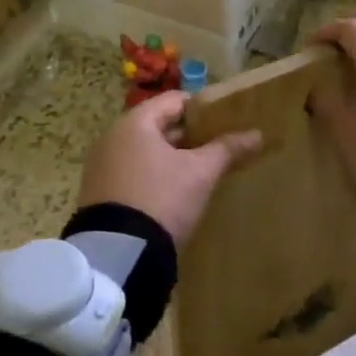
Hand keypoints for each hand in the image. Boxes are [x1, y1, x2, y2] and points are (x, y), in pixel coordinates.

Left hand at [76, 92, 261, 245]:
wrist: (118, 254)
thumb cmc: (162, 198)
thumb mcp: (200, 173)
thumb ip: (227, 149)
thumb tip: (257, 134)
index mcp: (135, 123)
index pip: (174, 101)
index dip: (202, 108)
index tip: (225, 120)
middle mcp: (112, 137)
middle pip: (158, 125)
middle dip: (188, 135)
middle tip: (217, 147)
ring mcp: (102, 166)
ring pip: (145, 151)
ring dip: (171, 158)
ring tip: (200, 171)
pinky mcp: (98, 193)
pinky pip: (132, 173)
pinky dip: (153, 176)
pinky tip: (173, 193)